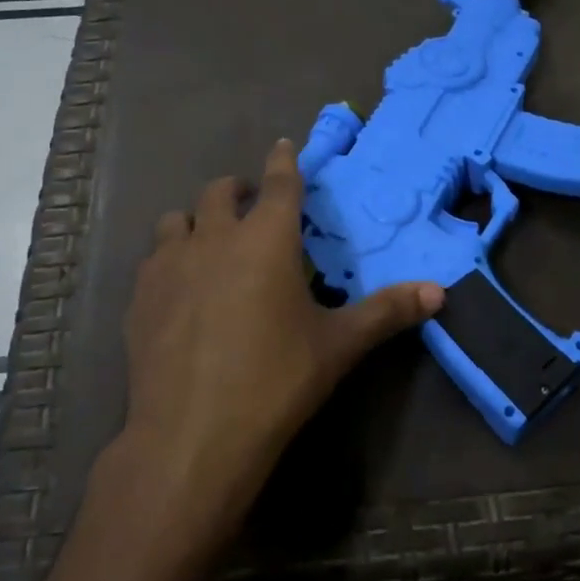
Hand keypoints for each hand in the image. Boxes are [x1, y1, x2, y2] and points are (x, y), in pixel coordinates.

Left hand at [117, 140, 442, 541]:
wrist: (192, 436)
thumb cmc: (275, 381)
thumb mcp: (339, 346)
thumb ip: (388, 312)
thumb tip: (439, 292)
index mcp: (266, 240)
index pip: (279, 184)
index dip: (284, 161)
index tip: (284, 145)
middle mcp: (214, 238)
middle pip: (220, 191)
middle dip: (239, 189)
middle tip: (253, 205)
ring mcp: (169, 265)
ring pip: (178, 219)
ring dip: (198, 220)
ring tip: (212, 242)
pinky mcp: (139, 297)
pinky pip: (154, 258)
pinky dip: (170, 257)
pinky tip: (180, 288)